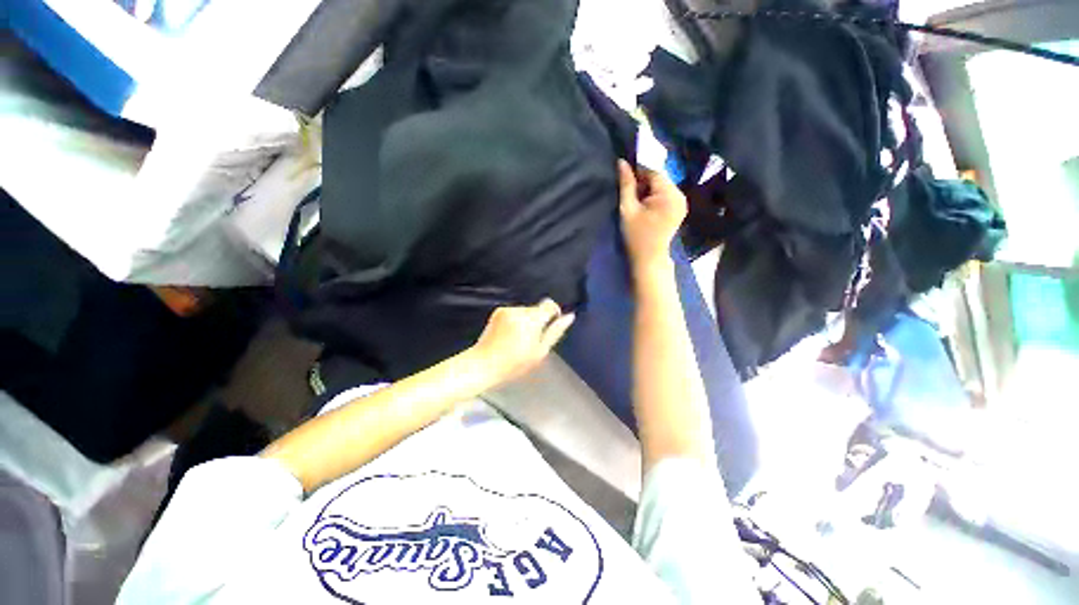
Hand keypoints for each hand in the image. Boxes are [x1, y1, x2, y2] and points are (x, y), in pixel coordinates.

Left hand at [470, 299, 574, 385]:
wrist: (483, 364)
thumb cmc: (514, 364)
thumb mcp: (539, 352)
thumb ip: (555, 332)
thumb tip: (570, 317)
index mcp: (532, 319)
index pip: (550, 305)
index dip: (554, 314)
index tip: (550, 327)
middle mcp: (519, 310)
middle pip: (537, 309)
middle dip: (538, 321)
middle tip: (532, 341)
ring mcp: (506, 310)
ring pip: (526, 311)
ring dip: (526, 321)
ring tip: (518, 341)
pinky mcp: (497, 312)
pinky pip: (514, 313)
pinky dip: (515, 321)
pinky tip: (509, 336)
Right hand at [618, 159, 686, 278]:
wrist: (649, 258)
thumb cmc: (636, 235)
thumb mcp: (627, 209)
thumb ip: (626, 185)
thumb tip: (622, 162)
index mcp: (669, 194)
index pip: (653, 172)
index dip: (638, 173)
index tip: (624, 180)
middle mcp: (680, 195)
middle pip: (659, 178)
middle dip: (644, 183)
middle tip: (630, 196)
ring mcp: (682, 202)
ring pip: (662, 186)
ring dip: (648, 190)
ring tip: (637, 203)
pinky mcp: (680, 208)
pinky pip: (666, 194)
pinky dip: (655, 197)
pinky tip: (646, 208)